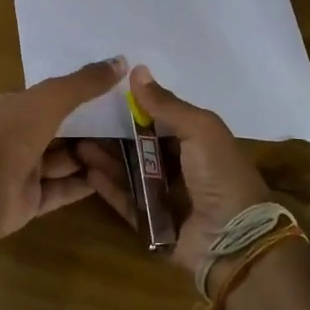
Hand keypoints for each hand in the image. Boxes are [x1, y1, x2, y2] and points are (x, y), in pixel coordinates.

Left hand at [0, 56, 127, 241]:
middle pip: (57, 130)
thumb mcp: (52, 98)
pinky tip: (110, 180)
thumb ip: (85, 82)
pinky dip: (83, 185)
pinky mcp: (29, 201)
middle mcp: (15, 137)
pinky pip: (61, 190)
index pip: (47, 98)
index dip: (75, 94)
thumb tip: (121, 60)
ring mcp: (21, 171)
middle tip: (125, 124)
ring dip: (88, 156)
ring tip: (125, 151)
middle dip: (87, 128)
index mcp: (12, 108)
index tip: (108, 93)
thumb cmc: (14, 133)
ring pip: (61, 161)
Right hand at [77, 65, 272, 276]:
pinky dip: (108, 186)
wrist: (232, 240)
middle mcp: (182, 167)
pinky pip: (126, 201)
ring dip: (106, 158)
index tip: (105, 95)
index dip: (137, 108)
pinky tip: (88, 171)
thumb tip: (137, 70)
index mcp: (199, 142)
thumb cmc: (220, 174)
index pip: (162, 119)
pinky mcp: (152, 222)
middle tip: (83, 121)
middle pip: (142, 146)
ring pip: (130, 172)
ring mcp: (166, 196)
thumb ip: (166, 103)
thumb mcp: (199, 129)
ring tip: (77, 144)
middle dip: (115, 134)